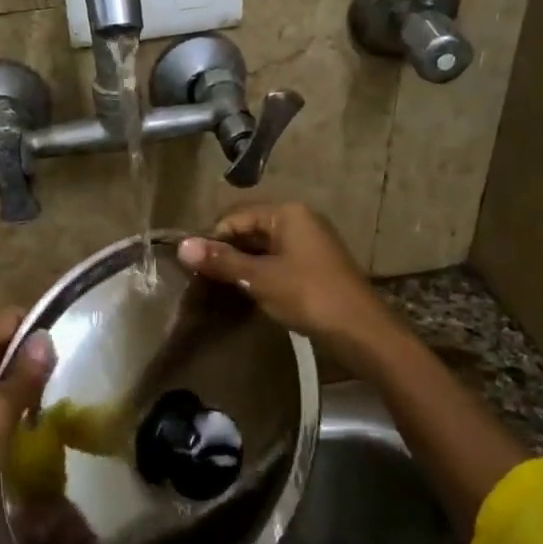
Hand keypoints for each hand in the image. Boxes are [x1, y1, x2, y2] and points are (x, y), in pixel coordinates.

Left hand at [0, 307, 55, 543]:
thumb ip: (24, 373)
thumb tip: (45, 337)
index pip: (9, 317)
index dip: (39, 332)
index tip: (68, 358)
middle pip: (0, 341)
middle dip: (30, 361)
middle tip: (61, 389)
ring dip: (17, 387)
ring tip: (45, 410)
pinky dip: (0, 406)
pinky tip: (17, 428)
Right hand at [179, 203, 399, 372]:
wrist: (360, 330)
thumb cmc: (308, 295)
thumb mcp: (259, 277)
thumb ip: (222, 261)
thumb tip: (182, 246)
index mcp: (287, 213)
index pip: (235, 217)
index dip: (212, 239)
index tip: (194, 267)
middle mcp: (299, 219)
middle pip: (249, 229)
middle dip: (227, 252)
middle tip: (204, 280)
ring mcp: (310, 242)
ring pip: (263, 247)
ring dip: (242, 265)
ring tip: (221, 288)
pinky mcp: (314, 265)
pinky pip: (277, 261)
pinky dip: (260, 273)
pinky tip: (247, 292)